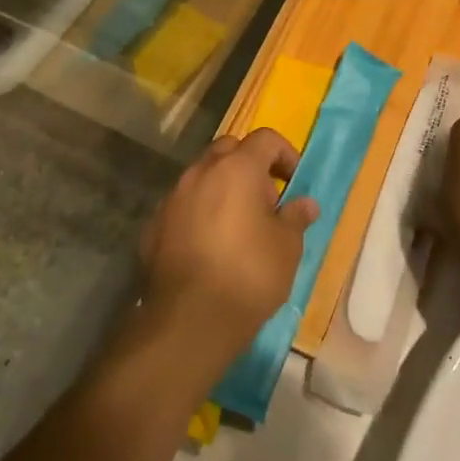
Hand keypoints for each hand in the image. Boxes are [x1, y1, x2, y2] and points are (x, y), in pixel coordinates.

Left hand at [139, 129, 319, 357]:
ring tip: (238, 225)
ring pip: (202, 176)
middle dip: (249, 165)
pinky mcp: (154, 226)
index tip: (294, 181)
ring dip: (221, 188)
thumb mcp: (287, 247)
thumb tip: (305, 204)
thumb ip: (296, 217)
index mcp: (237, 168)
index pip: (265, 139)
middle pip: (228, 149)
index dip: (285, 154)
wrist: (189, 321)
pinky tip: (209, 246)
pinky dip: (199, 213)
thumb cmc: (249, 275)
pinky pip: (183, 206)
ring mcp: (172, 198)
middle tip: (265, 200)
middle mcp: (200, 173)